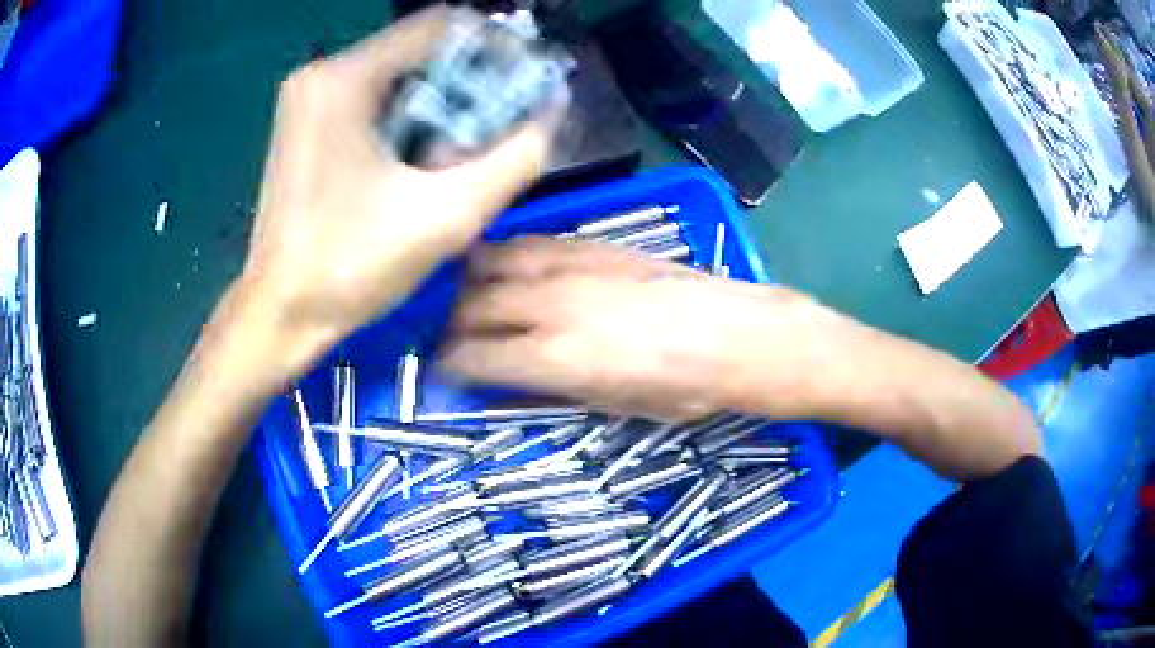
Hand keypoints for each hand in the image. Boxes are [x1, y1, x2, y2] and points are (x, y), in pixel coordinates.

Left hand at [235, 6, 563, 377]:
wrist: (281, 312)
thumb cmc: (351, 268)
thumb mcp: (447, 215)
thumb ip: (516, 158)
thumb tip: (553, 110)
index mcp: (345, 80)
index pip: (440, 25)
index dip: (493, 47)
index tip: (522, 86)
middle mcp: (321, 73)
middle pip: (419, 49)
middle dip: (467, 82)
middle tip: (495, 128)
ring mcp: (309, 96)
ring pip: (399, 73)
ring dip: (441, 102)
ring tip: (458, 151)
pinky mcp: (306, 120)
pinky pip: (374, 96)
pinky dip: (409, 115)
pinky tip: (420, 157)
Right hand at [441, 238, 835, 420]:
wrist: (737, 335)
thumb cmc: (684, 388)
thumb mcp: (614, 406)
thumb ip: (551, 389)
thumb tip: (506, 383)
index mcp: (554, 359)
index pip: (473, 358)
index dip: (448, 365)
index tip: (441, 369)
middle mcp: (550, 306)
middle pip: (474, 306)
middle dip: (452, 323)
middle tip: (450, 335)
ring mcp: (570, 266)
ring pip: (493, 263)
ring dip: (470, 280)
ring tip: (465, 293)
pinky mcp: (593, 243)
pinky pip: (531, 242)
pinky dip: (505, 254)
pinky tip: (504, 263)